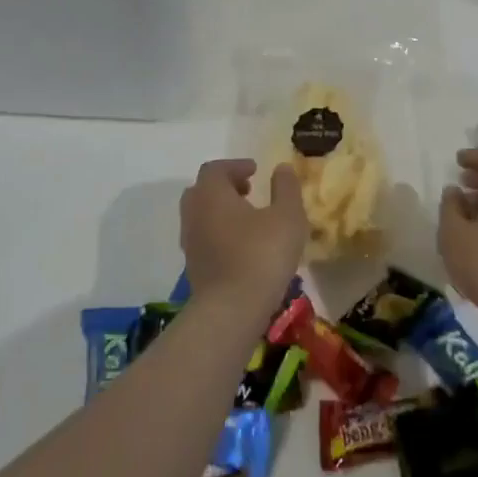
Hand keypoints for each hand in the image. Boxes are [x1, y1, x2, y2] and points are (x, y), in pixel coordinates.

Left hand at [179, 159, 307, 314]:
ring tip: (248, 219)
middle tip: (248, 190)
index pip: (215, 169)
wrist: (232, 310)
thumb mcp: (287, 216)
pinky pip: (204, 238)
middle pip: (202, 190)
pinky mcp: (193, 267)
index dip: (235, 166)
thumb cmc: (262, 254)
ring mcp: (190, 242)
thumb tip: (282, 168)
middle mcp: (194, 213)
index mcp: (212, 194)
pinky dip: (219, 233)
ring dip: (221, 211)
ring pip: (201, 216)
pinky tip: (241, 245)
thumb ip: (286, 188)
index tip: (255, 171)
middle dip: (224, 186)